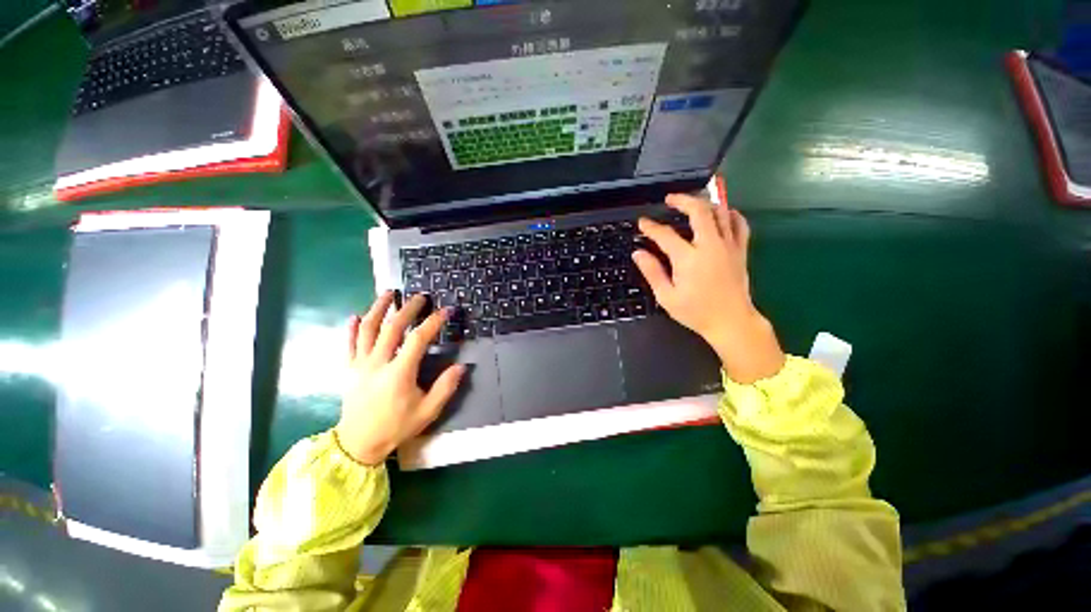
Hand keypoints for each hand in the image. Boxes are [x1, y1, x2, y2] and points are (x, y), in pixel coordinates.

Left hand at [335, 292, 465, 464]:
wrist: (358, 444)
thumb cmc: (396, 427)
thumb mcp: (427, 411)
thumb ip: (445, 388)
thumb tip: (461, 366)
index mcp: (399, 373)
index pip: (418, 339)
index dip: (433, 322)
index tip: (446, 311)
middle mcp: (378, 363)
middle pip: (392, 327)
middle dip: (408, 309)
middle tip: (420, 297)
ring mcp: (360, 364)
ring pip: (368, 329)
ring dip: (378, 309)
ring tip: (388, 294)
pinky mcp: (349, 369)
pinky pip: (348, 344)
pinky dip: (352, 328)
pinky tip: (356, 316)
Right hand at [632, 194, 784, 383]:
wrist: (731, 322)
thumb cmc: (696, 312)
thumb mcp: (666, 296)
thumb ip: (652, 272)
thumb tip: (638, 253)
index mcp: (688, 259)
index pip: (665, 235)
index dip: (651, 227)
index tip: (643, 222)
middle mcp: (710, 246)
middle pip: (699, 211)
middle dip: (682, 200)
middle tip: (670, 199)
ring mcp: (729, 246)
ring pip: (721, 212)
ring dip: (705, 203)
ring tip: (692, 204)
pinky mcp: (741, 250)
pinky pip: (739, 224)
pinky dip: (730, 214)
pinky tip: (722, 214)